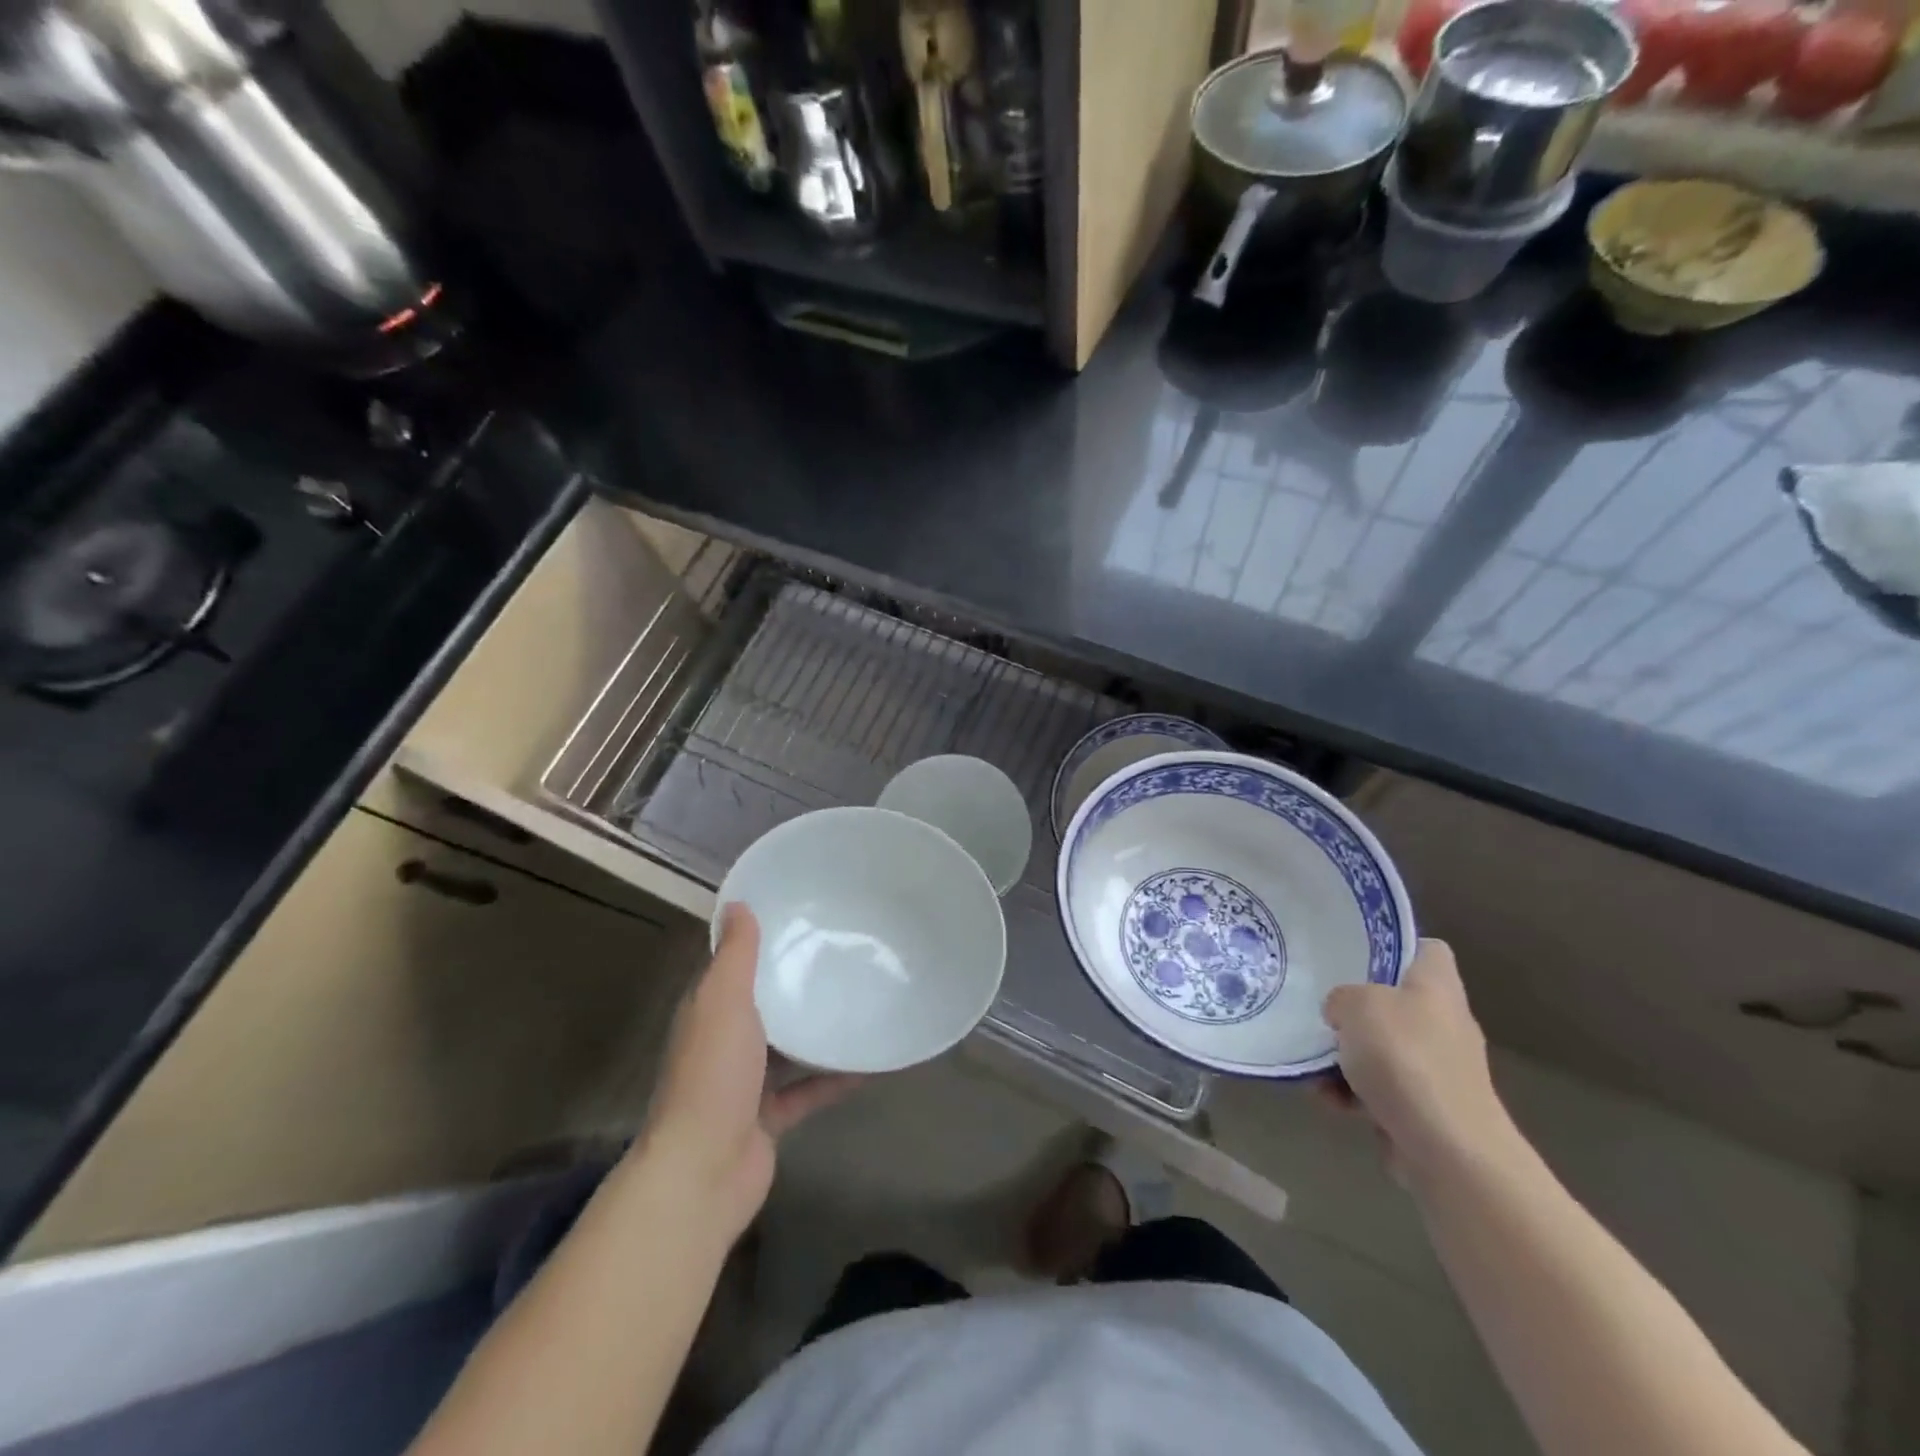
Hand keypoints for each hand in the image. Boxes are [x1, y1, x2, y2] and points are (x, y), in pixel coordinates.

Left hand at [638, 905, 860, 1241]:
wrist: (704, 1172)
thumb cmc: (713, 1075)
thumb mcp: (724, 1002)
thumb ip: (735, 955)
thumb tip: (737, 903)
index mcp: (709, 1012)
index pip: (734, 967)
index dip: (762, 942)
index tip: (801, 917)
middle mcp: (724, 1043)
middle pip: (764, 1005)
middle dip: (796, 983)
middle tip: (842, 953)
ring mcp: (746, 1083)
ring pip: (788, 1047)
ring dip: (818, 1029)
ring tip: (862, 1000)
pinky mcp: (770, 1117)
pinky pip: (809, 1090)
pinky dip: (835, 1078)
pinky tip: (873, 1062)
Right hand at [1322, 939, 1514, 1184]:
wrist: (1448, 1150)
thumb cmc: (1405, 1059)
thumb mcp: (1356, 1005)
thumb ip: (1341, 997)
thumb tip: (1342, 1013)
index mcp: (1438, 986)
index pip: (1426, 949)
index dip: (1393, 946)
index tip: (1353, 953)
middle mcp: (1444, 1022)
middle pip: (1396, 1000)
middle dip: (1355, 1008)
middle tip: (1320, 1007)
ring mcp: (1438, 1068)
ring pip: (1381, 1048)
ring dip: (1346, 1056)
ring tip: (1312, 1064)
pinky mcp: (1427, 1108)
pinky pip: (1380, 1088)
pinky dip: (1353, 1093)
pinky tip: (1328, 1101)